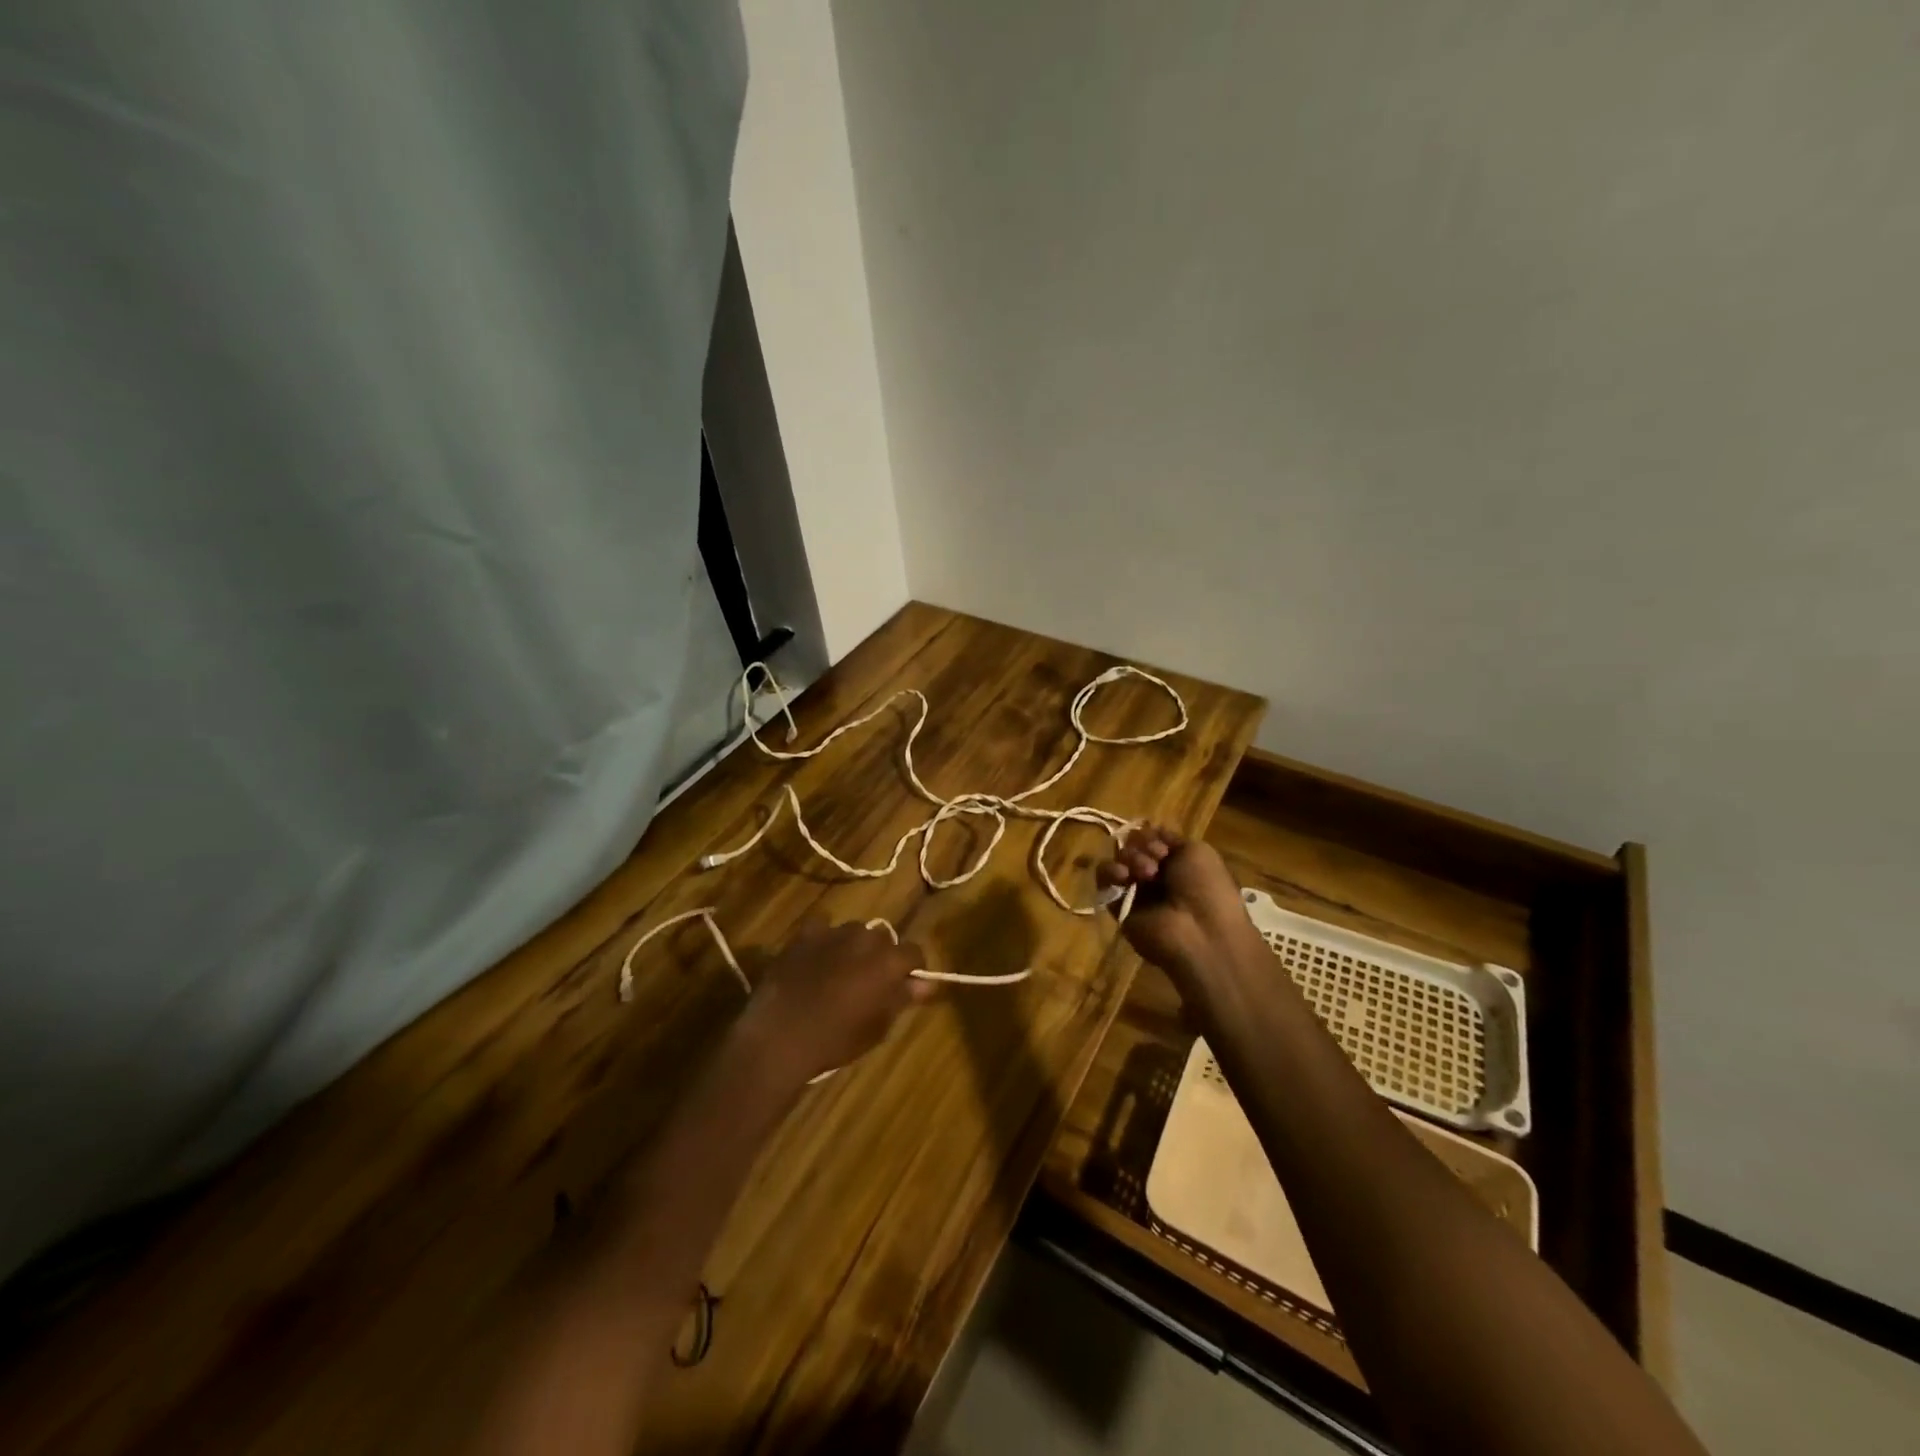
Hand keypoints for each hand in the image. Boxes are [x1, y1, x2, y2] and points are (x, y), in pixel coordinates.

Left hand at [733, 920, 932, 1085]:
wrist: (780, 1036)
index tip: (905, 985)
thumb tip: (925, 984)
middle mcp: (865, 938)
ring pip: (854, 931)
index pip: (914, 952)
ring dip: (854, 947)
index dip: (912, 968)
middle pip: (883, 939)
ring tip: (840, 971)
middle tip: (869, 982)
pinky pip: (822, 926)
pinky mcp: (804, 934)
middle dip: (881, 956)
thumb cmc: (835, 1039)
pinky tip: (816, 957)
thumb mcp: (877, 1027)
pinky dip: (824, 938)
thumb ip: (902, 999)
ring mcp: (833, 932)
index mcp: (888, 961)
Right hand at [1097, 826, 1251, 985]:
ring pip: (1119, 859)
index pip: (1151, 839)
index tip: (1163, 847)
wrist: (1201, 933)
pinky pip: (1104, 881)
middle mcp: (1155, 876)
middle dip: (1143, 847)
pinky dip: (1109, 872)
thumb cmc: (1207, 888)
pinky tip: (1123, 876)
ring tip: (1145, 873)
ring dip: (1130, 858)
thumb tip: (1149, 830)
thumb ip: (1170, 838)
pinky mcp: (1118, 906)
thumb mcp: (1198, 852)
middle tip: (1157, 860)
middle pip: (1133, 846)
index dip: (1152, 837)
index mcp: (1177, 863)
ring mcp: (1136, 891)